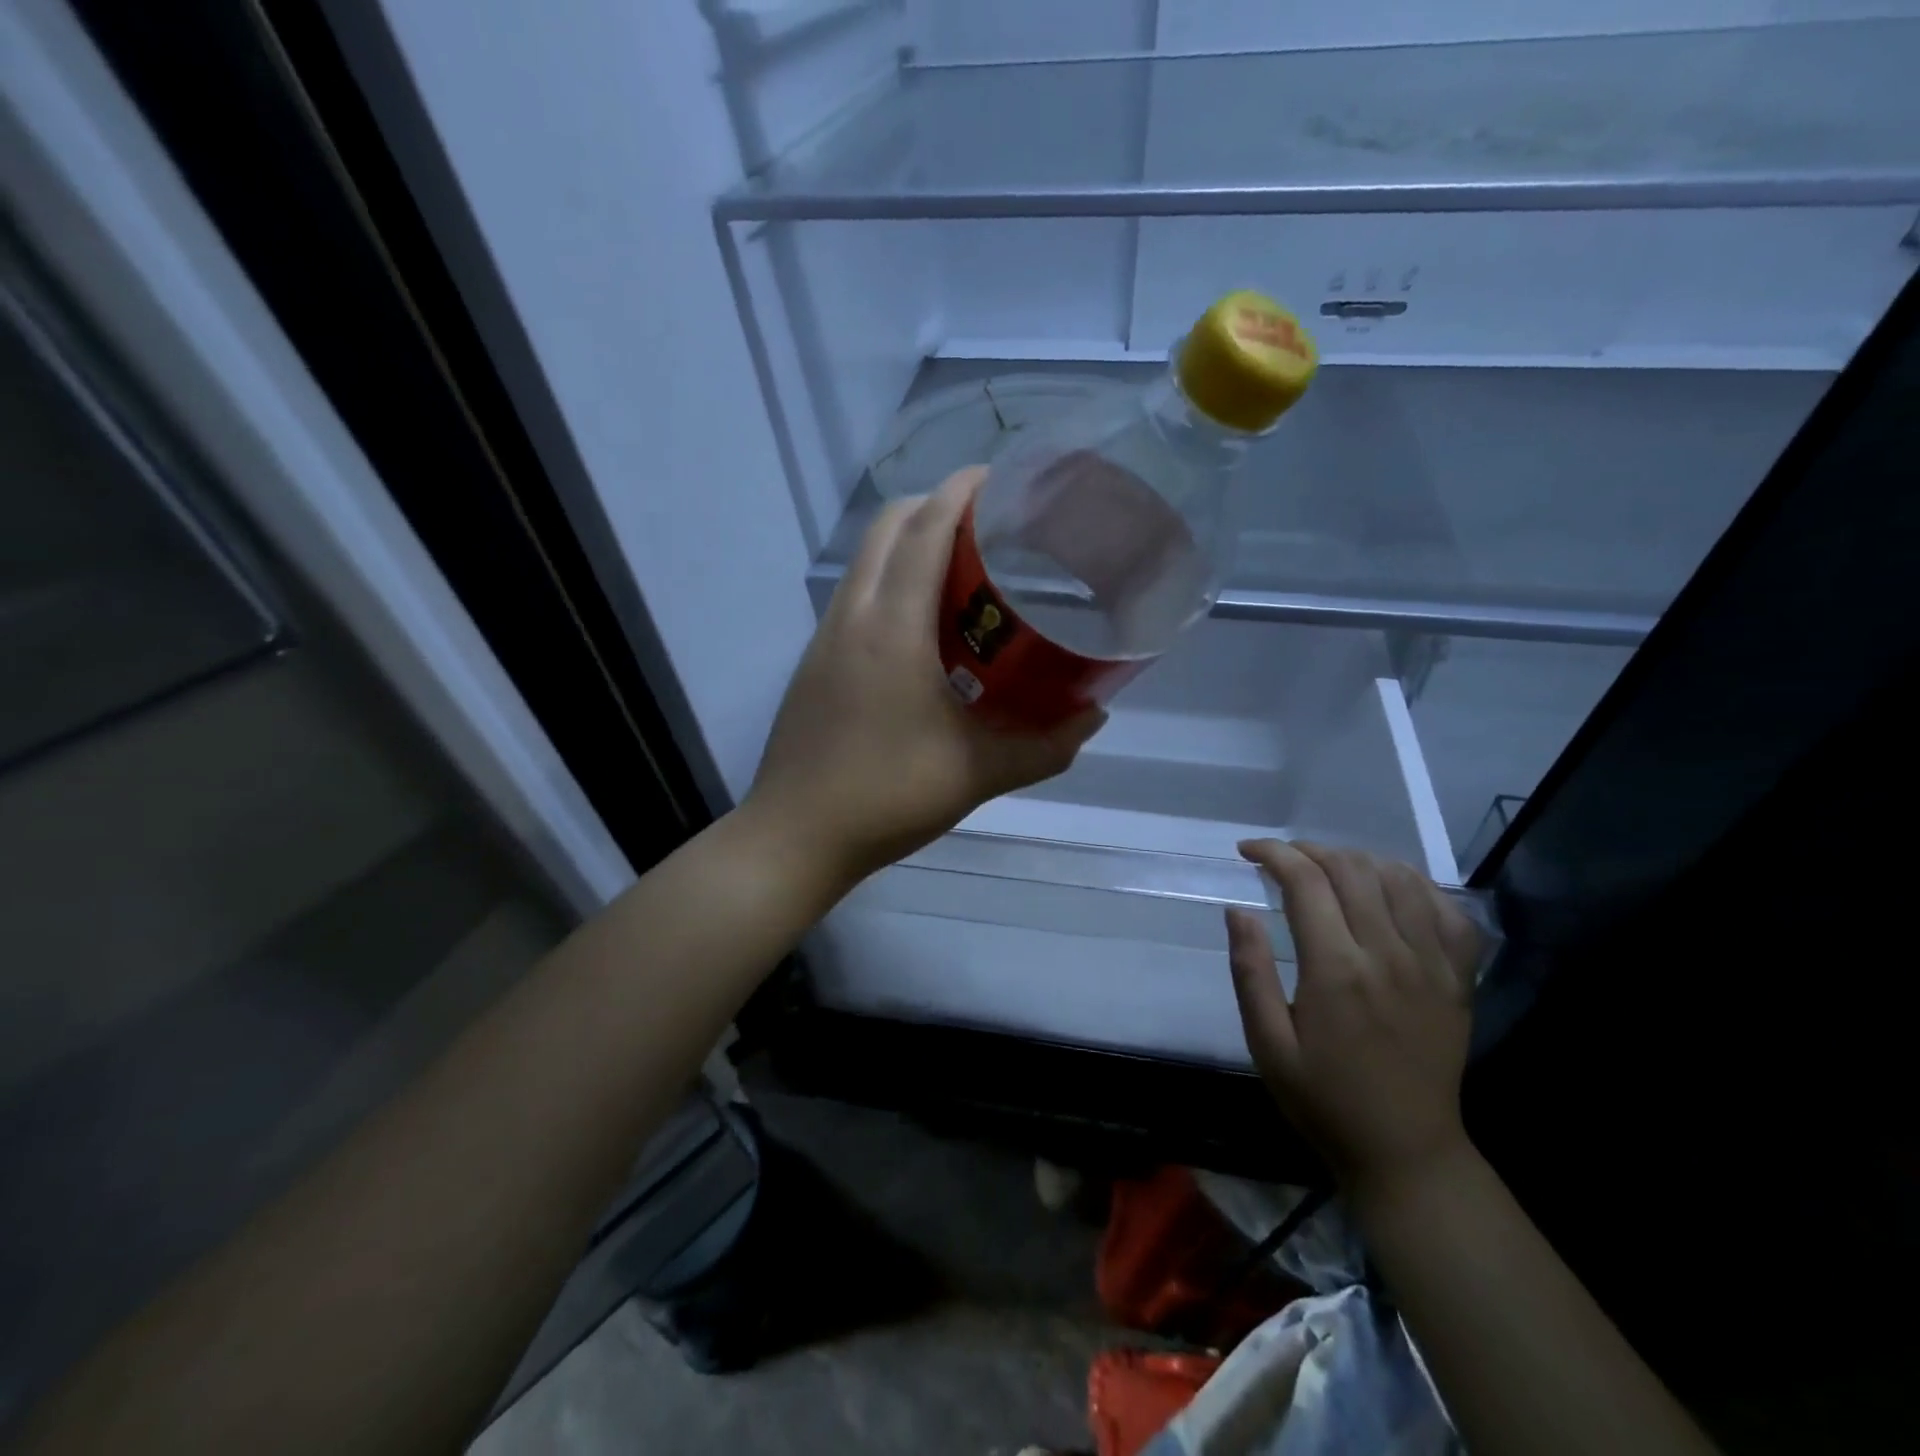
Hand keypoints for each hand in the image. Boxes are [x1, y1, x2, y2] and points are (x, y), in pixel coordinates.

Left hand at [745, 468, 1104, 886]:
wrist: (795, 835)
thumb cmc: (887, 796)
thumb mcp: (977, 773)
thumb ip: (1044, 746)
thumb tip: (1093, 718)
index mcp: (892, 628)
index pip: (925, 529)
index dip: (962, 490)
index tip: (1002, 477)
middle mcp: (853, 616)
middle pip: (888, 527)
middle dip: (936, 506)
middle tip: (991, 527)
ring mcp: (825, 637)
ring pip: (866, 559)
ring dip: (909, 543)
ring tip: (963, 570)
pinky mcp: (814, 661)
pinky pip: (855, 595)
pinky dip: (889, 581)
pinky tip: (922, 627)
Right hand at [1226, 840, 1482, 1196]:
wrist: (1406, 1151)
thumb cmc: (1323, 1099)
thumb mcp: (1267, 1043)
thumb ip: (1251, 972)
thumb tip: (1238, 911)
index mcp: (1336, 970)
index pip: (1305, 881)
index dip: (1273, 854)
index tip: (1248, 852)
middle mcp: (1389, 955)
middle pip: (1352, 869)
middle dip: (1309, 850)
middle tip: (1283, 860)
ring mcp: (1433, 965)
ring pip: (1400, 879)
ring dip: (1358, 860)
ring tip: (1329, 869)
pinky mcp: (1460, 979)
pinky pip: (1449, 911)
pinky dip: (1418, 886)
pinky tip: (1391, 889)